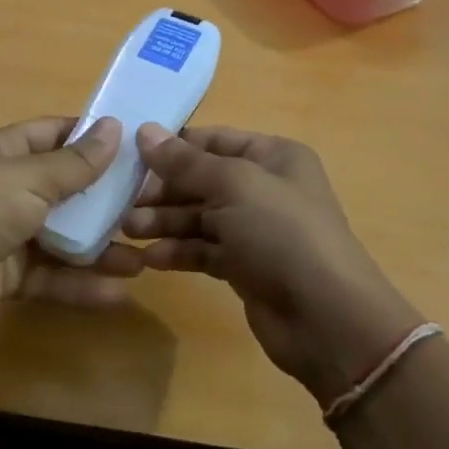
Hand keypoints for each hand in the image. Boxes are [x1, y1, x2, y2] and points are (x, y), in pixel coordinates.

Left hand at [0, 116, 142, 340]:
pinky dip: (82, 284)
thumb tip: (114, 127)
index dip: (93, 138)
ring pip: (63, 239)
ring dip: (101, 248)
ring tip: (145, 257)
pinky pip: (52, 277)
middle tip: (153, 208)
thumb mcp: (29, 177)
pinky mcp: (7, 277)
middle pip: (66, 191)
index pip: (56, 135)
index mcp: (7, 153)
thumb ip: (75, 163)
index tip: (138, 146)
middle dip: (106, 200)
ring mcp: (7, 235)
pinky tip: (119, 291)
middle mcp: (8, 190)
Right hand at [124, 124, 422, 404]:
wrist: (326, 318)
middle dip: (162, 190)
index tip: (129, 156)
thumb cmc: (282, 234)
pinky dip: (178, 252)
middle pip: (201, 180)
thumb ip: (185, 162)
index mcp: (272, 156)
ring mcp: (254, 229)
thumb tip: (144, 131)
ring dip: (164, 222)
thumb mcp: (233, 186)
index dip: (172, 147)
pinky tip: (150, 260)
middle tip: (122, 203)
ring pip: (198, 217)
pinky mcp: (244, 266)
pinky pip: (203, 250)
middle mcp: (264, 187)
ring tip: (129, 231)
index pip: (213, 140)